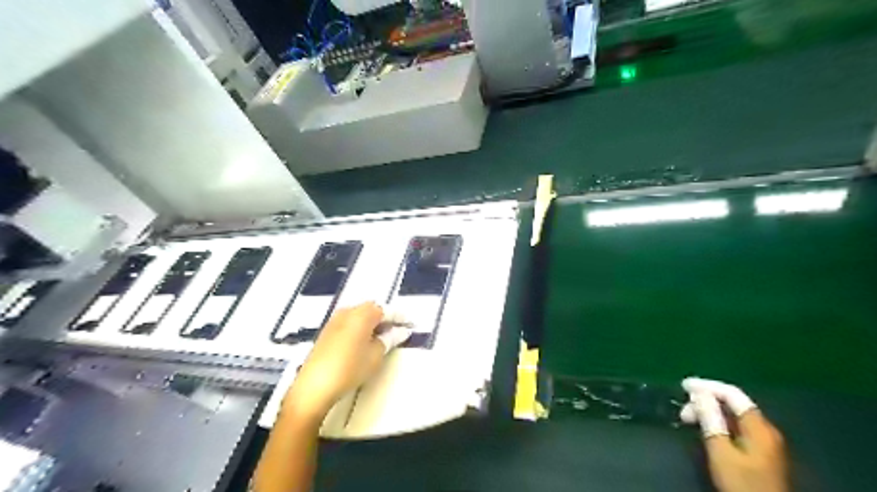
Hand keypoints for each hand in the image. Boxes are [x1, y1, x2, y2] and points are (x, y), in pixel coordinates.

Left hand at [285, 302, 414, 420]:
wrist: (313, 386)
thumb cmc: (350, 368)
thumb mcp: (375, 355)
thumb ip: (390, 339)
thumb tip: (400, 331)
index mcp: (362, 314)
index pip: (386, 310)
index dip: (399, 317)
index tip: (410, 324)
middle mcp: (348, 311)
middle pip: (371, 309)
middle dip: (385, 318)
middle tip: (397, 330)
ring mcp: (335, 320)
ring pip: (359, 316)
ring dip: (372, 323)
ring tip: (383, 337)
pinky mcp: (327, 332)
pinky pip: (349, 323)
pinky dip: (360, 328)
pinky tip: (365, 342)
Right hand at [678, 378, 788, 491]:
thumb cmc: (741, 482)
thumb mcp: (720, 450)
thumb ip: (711, 419)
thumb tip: (699, 392)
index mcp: (758, 426)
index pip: (732, 394)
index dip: (707, 386)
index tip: (683, 386)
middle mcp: (765, 429)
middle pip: (733, 403)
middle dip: (706, 401)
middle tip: (683, 410)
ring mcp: (765, 441)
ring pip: (734, 415)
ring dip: (710, 412)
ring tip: (689, 419)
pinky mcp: (761, 452)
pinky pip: (737, 426)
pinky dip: (718, 423)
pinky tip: (705, 428)